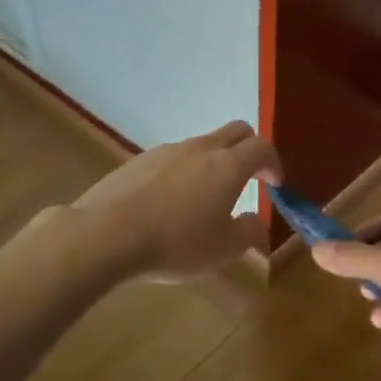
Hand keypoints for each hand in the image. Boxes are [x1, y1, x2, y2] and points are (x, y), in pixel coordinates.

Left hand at [69, 121, 281, 282]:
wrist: (105, 235)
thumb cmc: (175, 243)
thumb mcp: (224, 249)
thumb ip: (248, 232)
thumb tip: (256, 221)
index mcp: (228, 166)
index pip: (262, 147)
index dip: (273, 163)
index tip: (275, 184)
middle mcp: (200, 148)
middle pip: (235, 131)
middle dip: (249, 149)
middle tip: (250, 178)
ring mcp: (166, 151)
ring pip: (201, 144)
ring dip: (213, 162)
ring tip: (205, 197)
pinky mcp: (138, 160)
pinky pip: (172, 158)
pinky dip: (183, 171)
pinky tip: (169, 202)